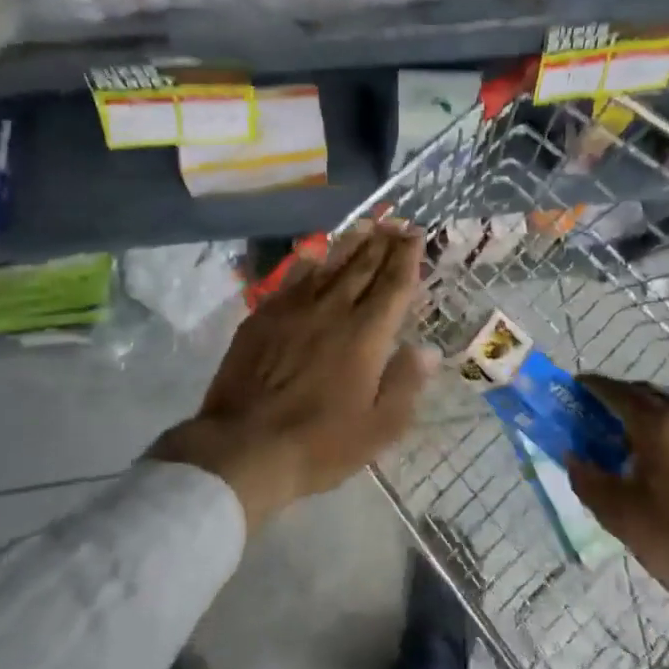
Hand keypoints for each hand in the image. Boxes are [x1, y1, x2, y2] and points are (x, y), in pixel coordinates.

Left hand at [152, 224, 437, 530]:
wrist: (243, 447)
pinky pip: (290, 280)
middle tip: (396, 221)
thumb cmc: (319, 444)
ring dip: (349, 243)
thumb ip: (405, 384)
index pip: (393, 285)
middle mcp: (332, 311)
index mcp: (366, 335)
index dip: (407, 257)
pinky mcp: (262, 317)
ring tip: (364, 224)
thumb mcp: (378, 428)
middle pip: (362, 267)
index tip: (416, 234)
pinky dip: (306, 263)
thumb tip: (426, 348)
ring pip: (328, 266)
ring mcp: (293, 310)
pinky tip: (312, 253)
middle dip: (382, 242)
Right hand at [569, 377, 668, 668]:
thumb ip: (587, 477)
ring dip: (645, 413)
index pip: (617, 392)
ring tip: (623, 437)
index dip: (592, 387)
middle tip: (593, 413)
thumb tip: (573, 456)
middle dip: (617, 398)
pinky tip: (659, 455)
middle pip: (646, 395)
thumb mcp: (617, 513)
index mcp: (660, 424)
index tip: (573, 388)